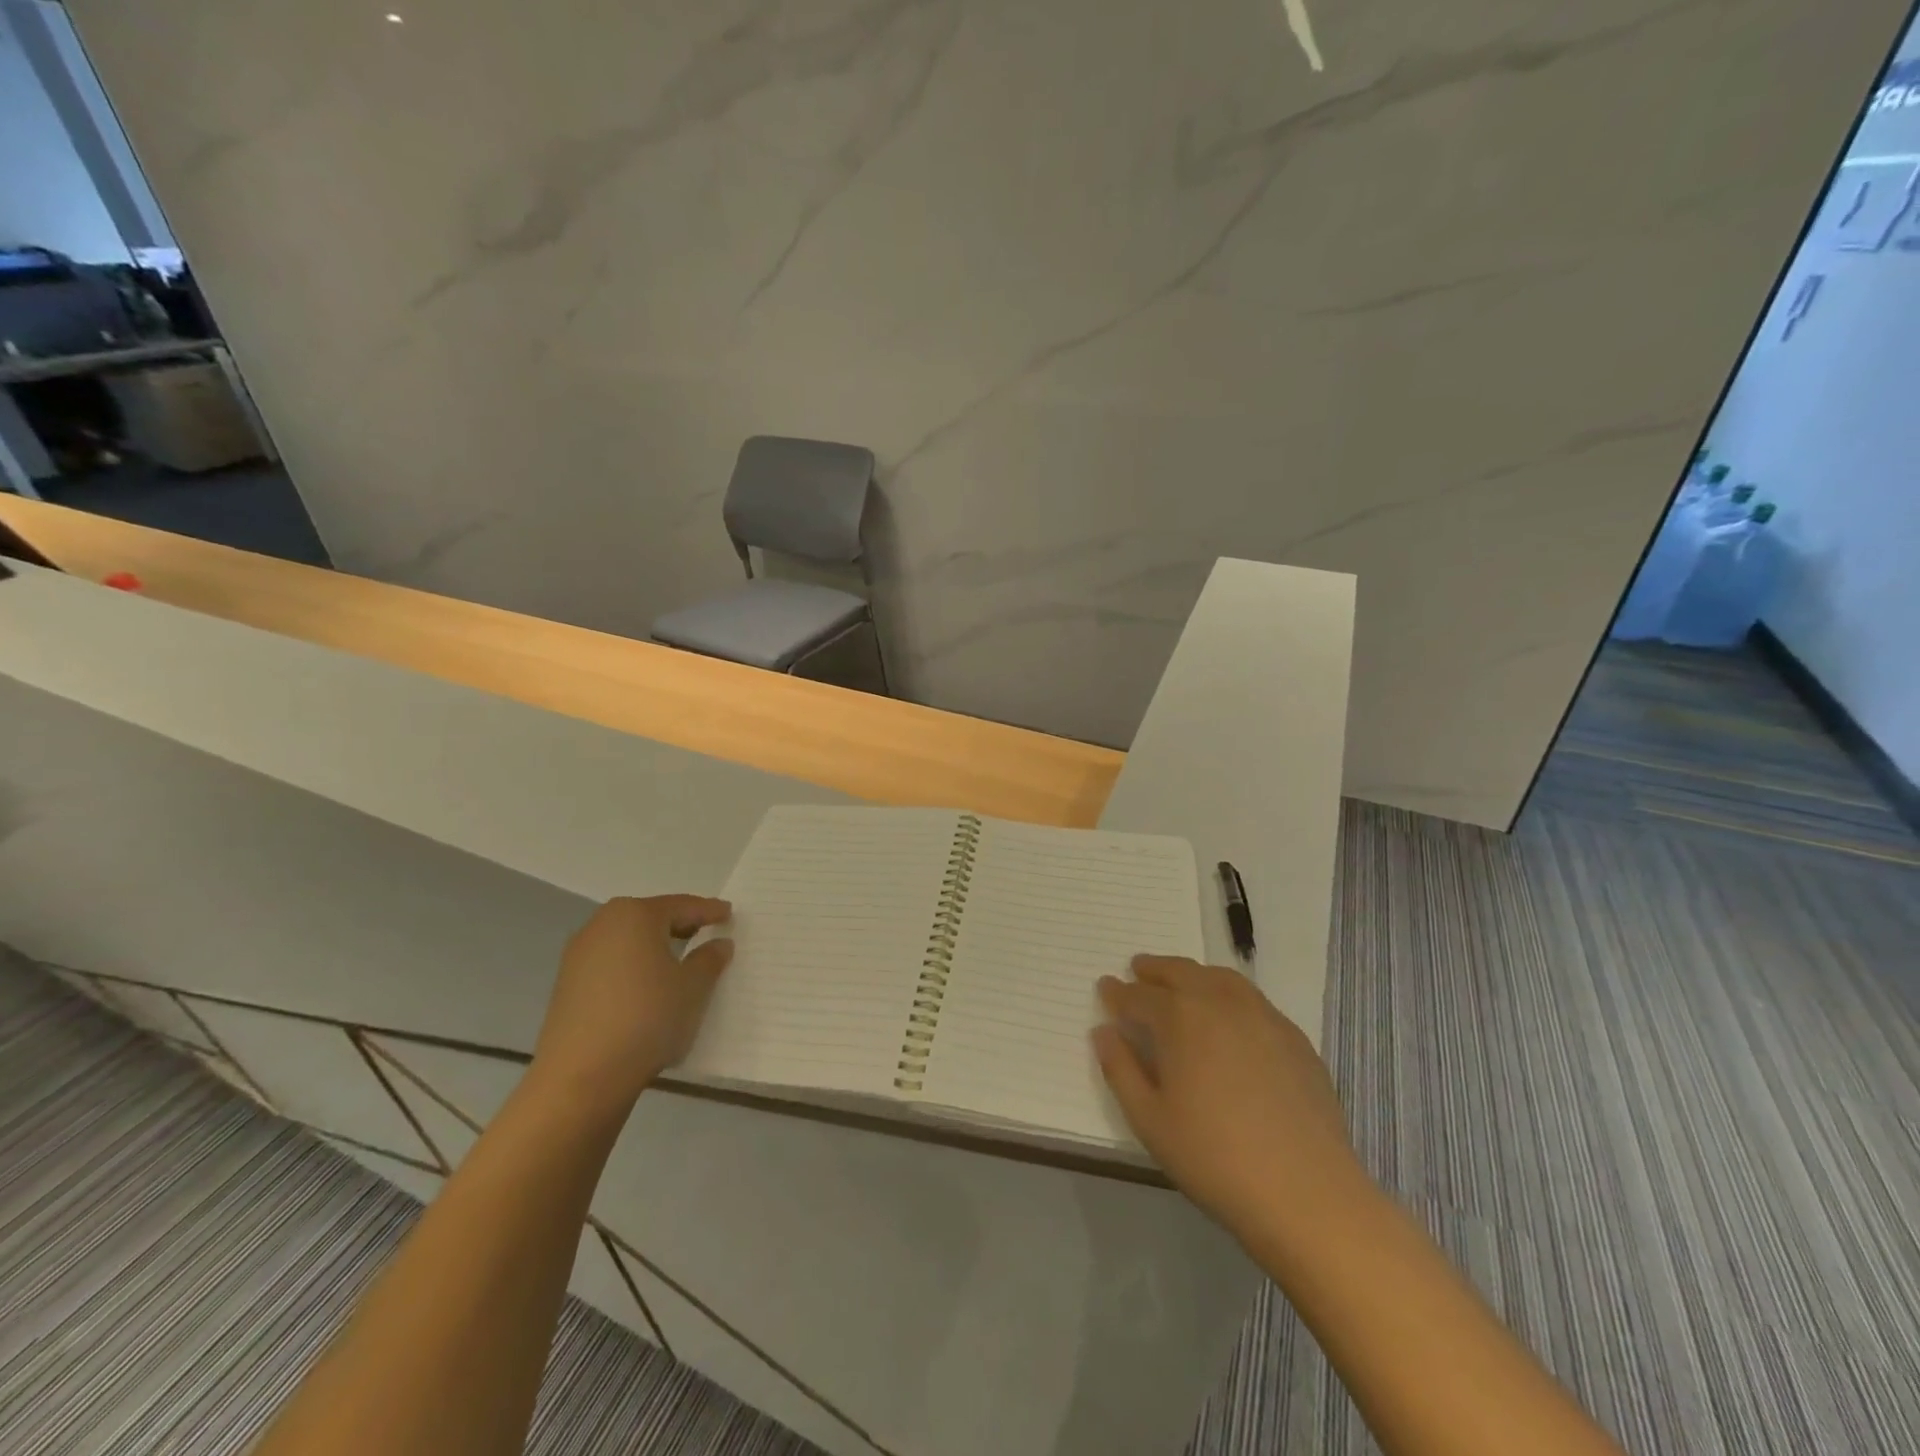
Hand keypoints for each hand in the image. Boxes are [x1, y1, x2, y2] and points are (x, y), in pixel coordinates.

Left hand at [527, 895, 732, 1118]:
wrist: (581, 1076)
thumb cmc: (647, 1017)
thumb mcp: (694, 988)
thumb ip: (710, 959)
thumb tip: (718, 943)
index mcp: (635, 915)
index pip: (682, 906)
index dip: (709, 911)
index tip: (728, 914)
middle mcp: (602, 925)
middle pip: (650, 918)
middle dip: (679, 925)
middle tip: (706, 932)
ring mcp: (579, 955)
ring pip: (628, 941)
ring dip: (654, 947)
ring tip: (679, 961)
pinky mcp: (567, 985)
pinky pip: (611, 964)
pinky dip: (634, 967)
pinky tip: (648, 987)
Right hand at [1093, 956, 1362, 1242]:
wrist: (1307, 1193)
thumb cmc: (1214, 1158)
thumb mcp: (1149, 1120)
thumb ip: (1120, 1069)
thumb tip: (1103, 1031)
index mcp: (1180, 1018)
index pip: (1139, 996)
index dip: (1117, 992)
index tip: (1105, 988)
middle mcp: (1220, 1003)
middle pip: (1181, 972)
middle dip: (1154, 969)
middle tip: (1138, 970)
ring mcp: (1263, 1016)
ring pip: (1220, 978)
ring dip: (1194, 974)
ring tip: (1181, 983)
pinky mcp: (1294, 1038)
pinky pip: (1253, 1000)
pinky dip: (1229, 994)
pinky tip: (1229, 1017)